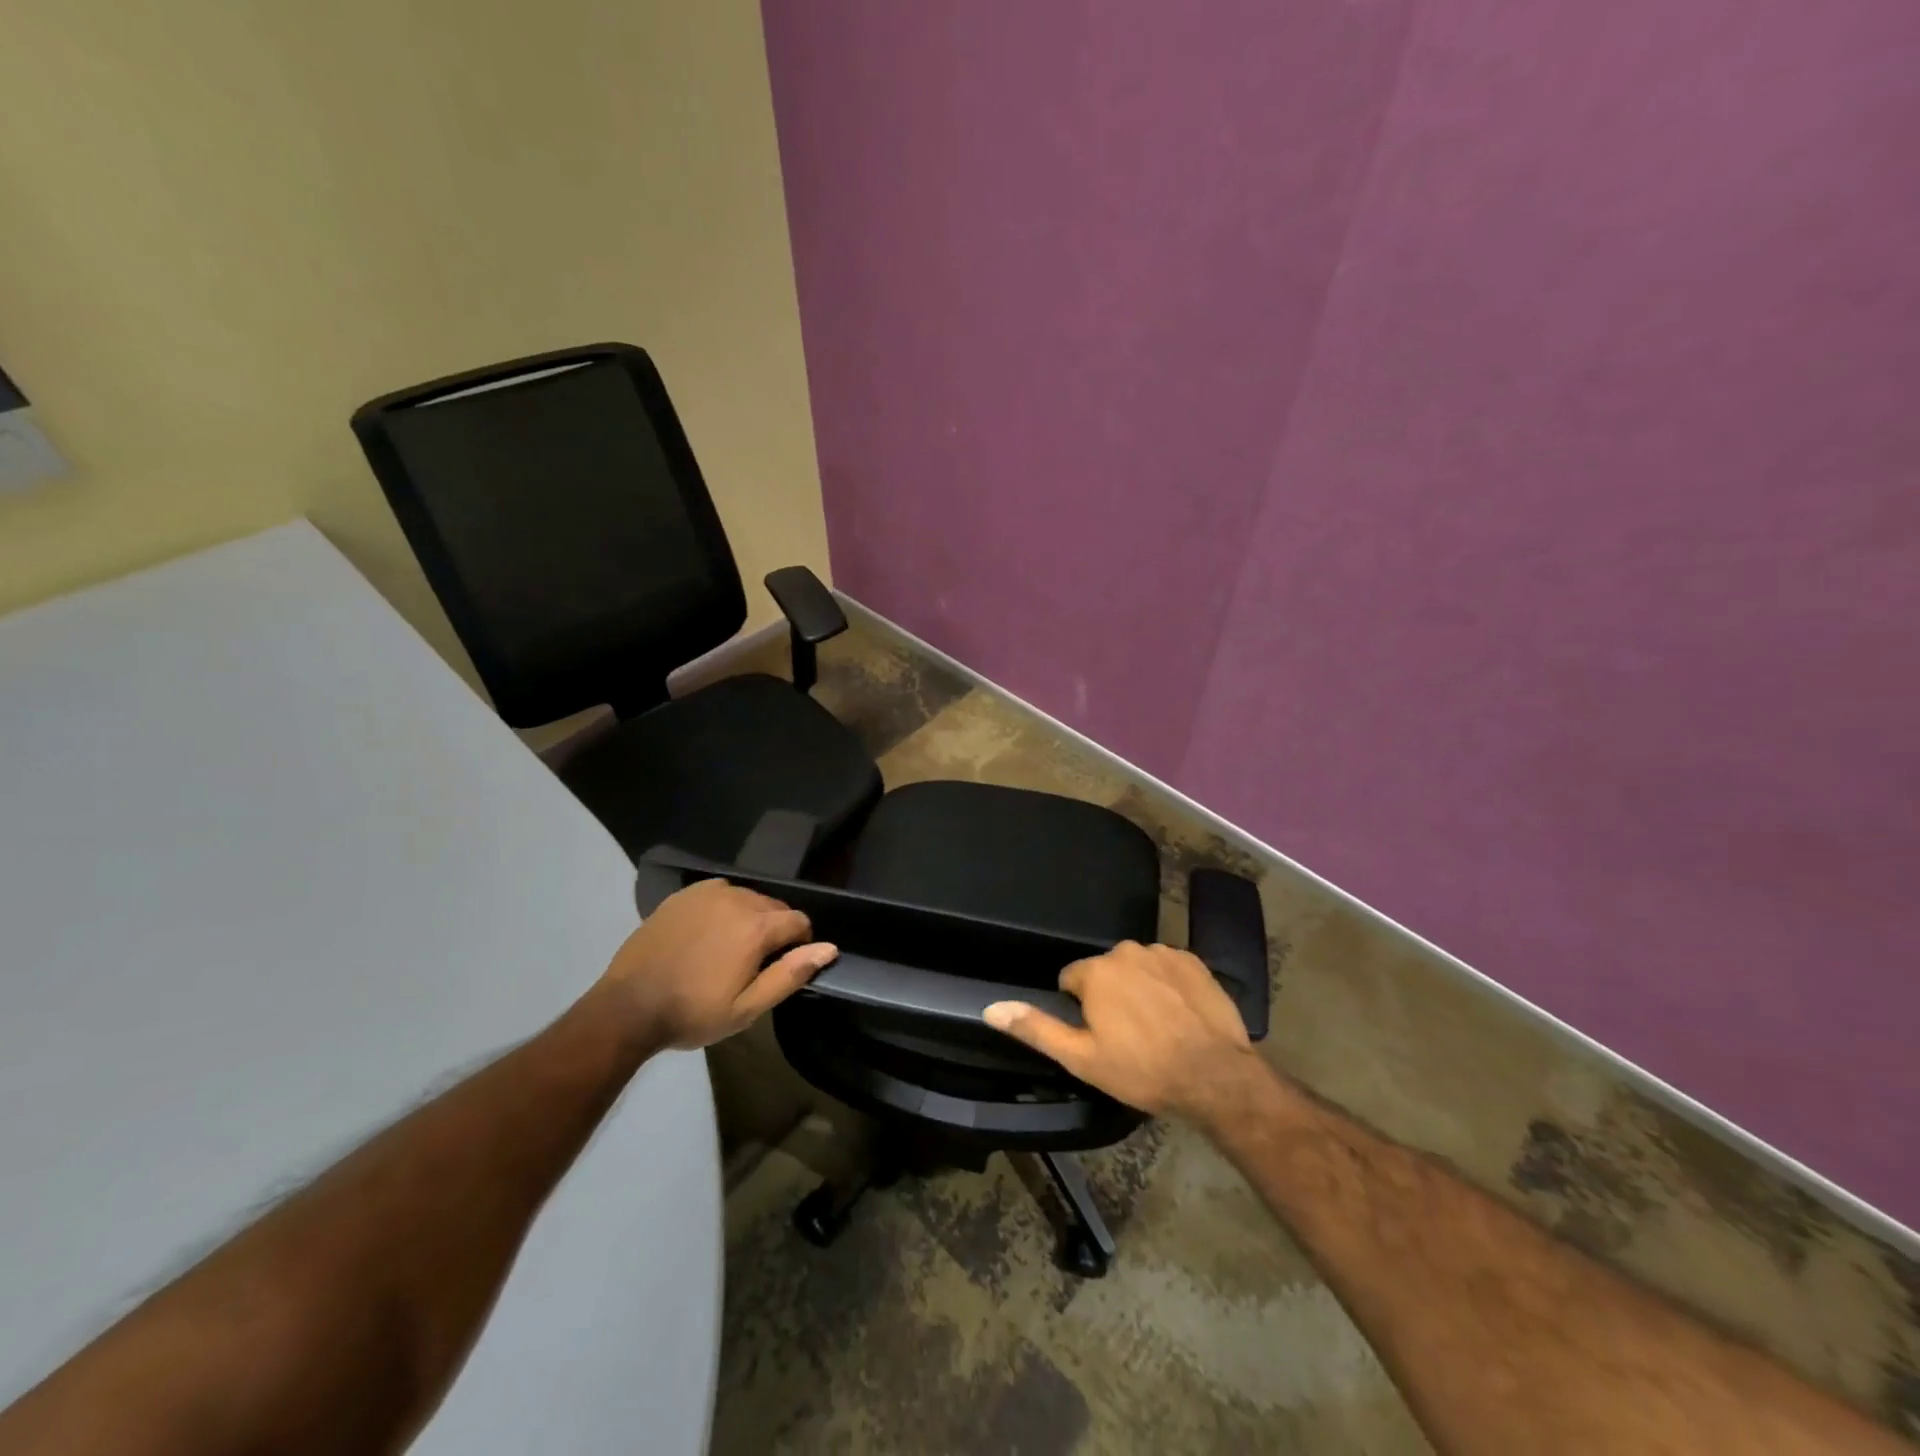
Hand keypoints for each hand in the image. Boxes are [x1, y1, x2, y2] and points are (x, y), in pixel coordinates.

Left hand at [594, 878, 836, 1048]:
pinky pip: (719, 893)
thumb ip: (791, 974)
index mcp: (757, 927)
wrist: (629, 1007)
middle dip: (774, 929)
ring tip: (729, 948)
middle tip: (754, 962)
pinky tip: (707, 933)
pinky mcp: (684, 895)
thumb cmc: (694, 1012)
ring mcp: (708, 893)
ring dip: (750, 917)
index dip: (800, 943)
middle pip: (775, 906)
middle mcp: (738, 899)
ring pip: (748, 897)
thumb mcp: (748, 1008)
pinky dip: (723, 908)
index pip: (799, 921)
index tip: (782, 965)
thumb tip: (829, 948)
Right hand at [983, 941, 1267, 1123]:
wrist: (1216, 1077)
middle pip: (1105, 971)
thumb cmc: (1143, 1070)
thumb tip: (991, 1008)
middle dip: (1110, 997)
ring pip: (1137, 968)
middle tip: (1128, 1037)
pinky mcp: (1195, 962)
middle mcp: (1127, 951)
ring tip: (1157, 1029)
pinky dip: (1168, 986)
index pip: (1071, 980)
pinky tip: (1180, 1016)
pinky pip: (1167, 968)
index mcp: (1096, 971)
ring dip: (1139, 989)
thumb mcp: (1082, 1058)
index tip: (1098, 1037)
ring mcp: (1164, 953)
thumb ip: (1036, 1028)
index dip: (1080, 1010)